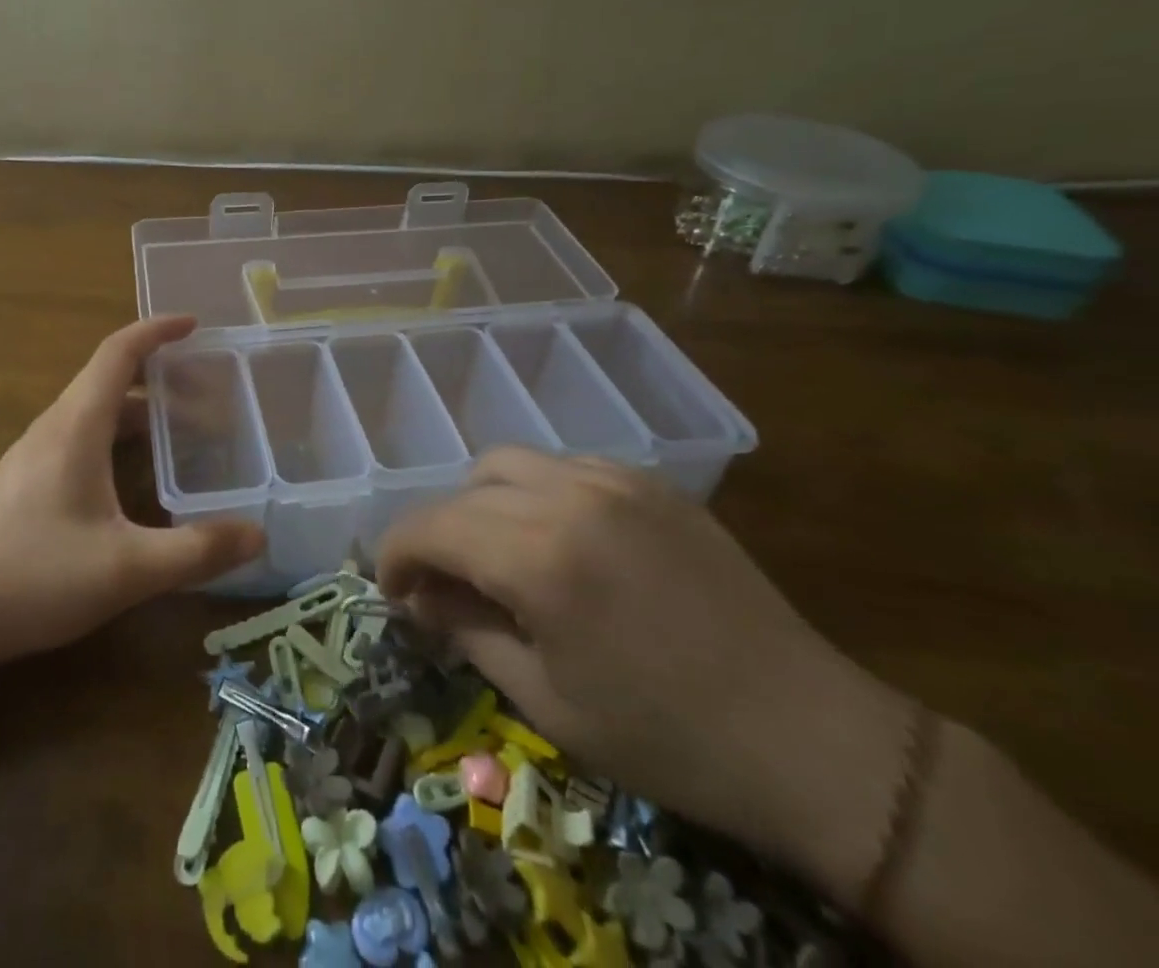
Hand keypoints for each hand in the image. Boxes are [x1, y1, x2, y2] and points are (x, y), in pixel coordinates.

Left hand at [0, 315, 264, 666]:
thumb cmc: (35, 576)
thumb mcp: (127, 568)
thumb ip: (196, 551)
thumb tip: (258, 535)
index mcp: (76, 426)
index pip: (118, 353)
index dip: (156, 331)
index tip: (194, 325)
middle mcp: (53, 428)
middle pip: (107, 378)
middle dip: (157, 374)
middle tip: (205, 390)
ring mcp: (33, 455)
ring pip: (92, 411)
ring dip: (136, 409)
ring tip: (180, 432)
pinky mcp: (24, 482)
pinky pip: (78, 437)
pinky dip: (115, 436)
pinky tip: (132, 479)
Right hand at [376, 450, 911, 902]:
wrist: (812, 740)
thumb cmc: (668, 739)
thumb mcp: (547, 702)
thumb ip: (468, 633)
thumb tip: (419, 598)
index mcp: (538, 557)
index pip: (430, 526)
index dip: (394, 554)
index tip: (391, 590)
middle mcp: (568, 497)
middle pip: (463, 492)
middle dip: (435, 534)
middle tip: (440, 584)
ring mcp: (614, 481)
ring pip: (508, 463)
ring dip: (481, 504)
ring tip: (498, 555)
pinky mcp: (651, 483)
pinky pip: (565, 466)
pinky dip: (537, 493)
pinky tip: (559, 539)